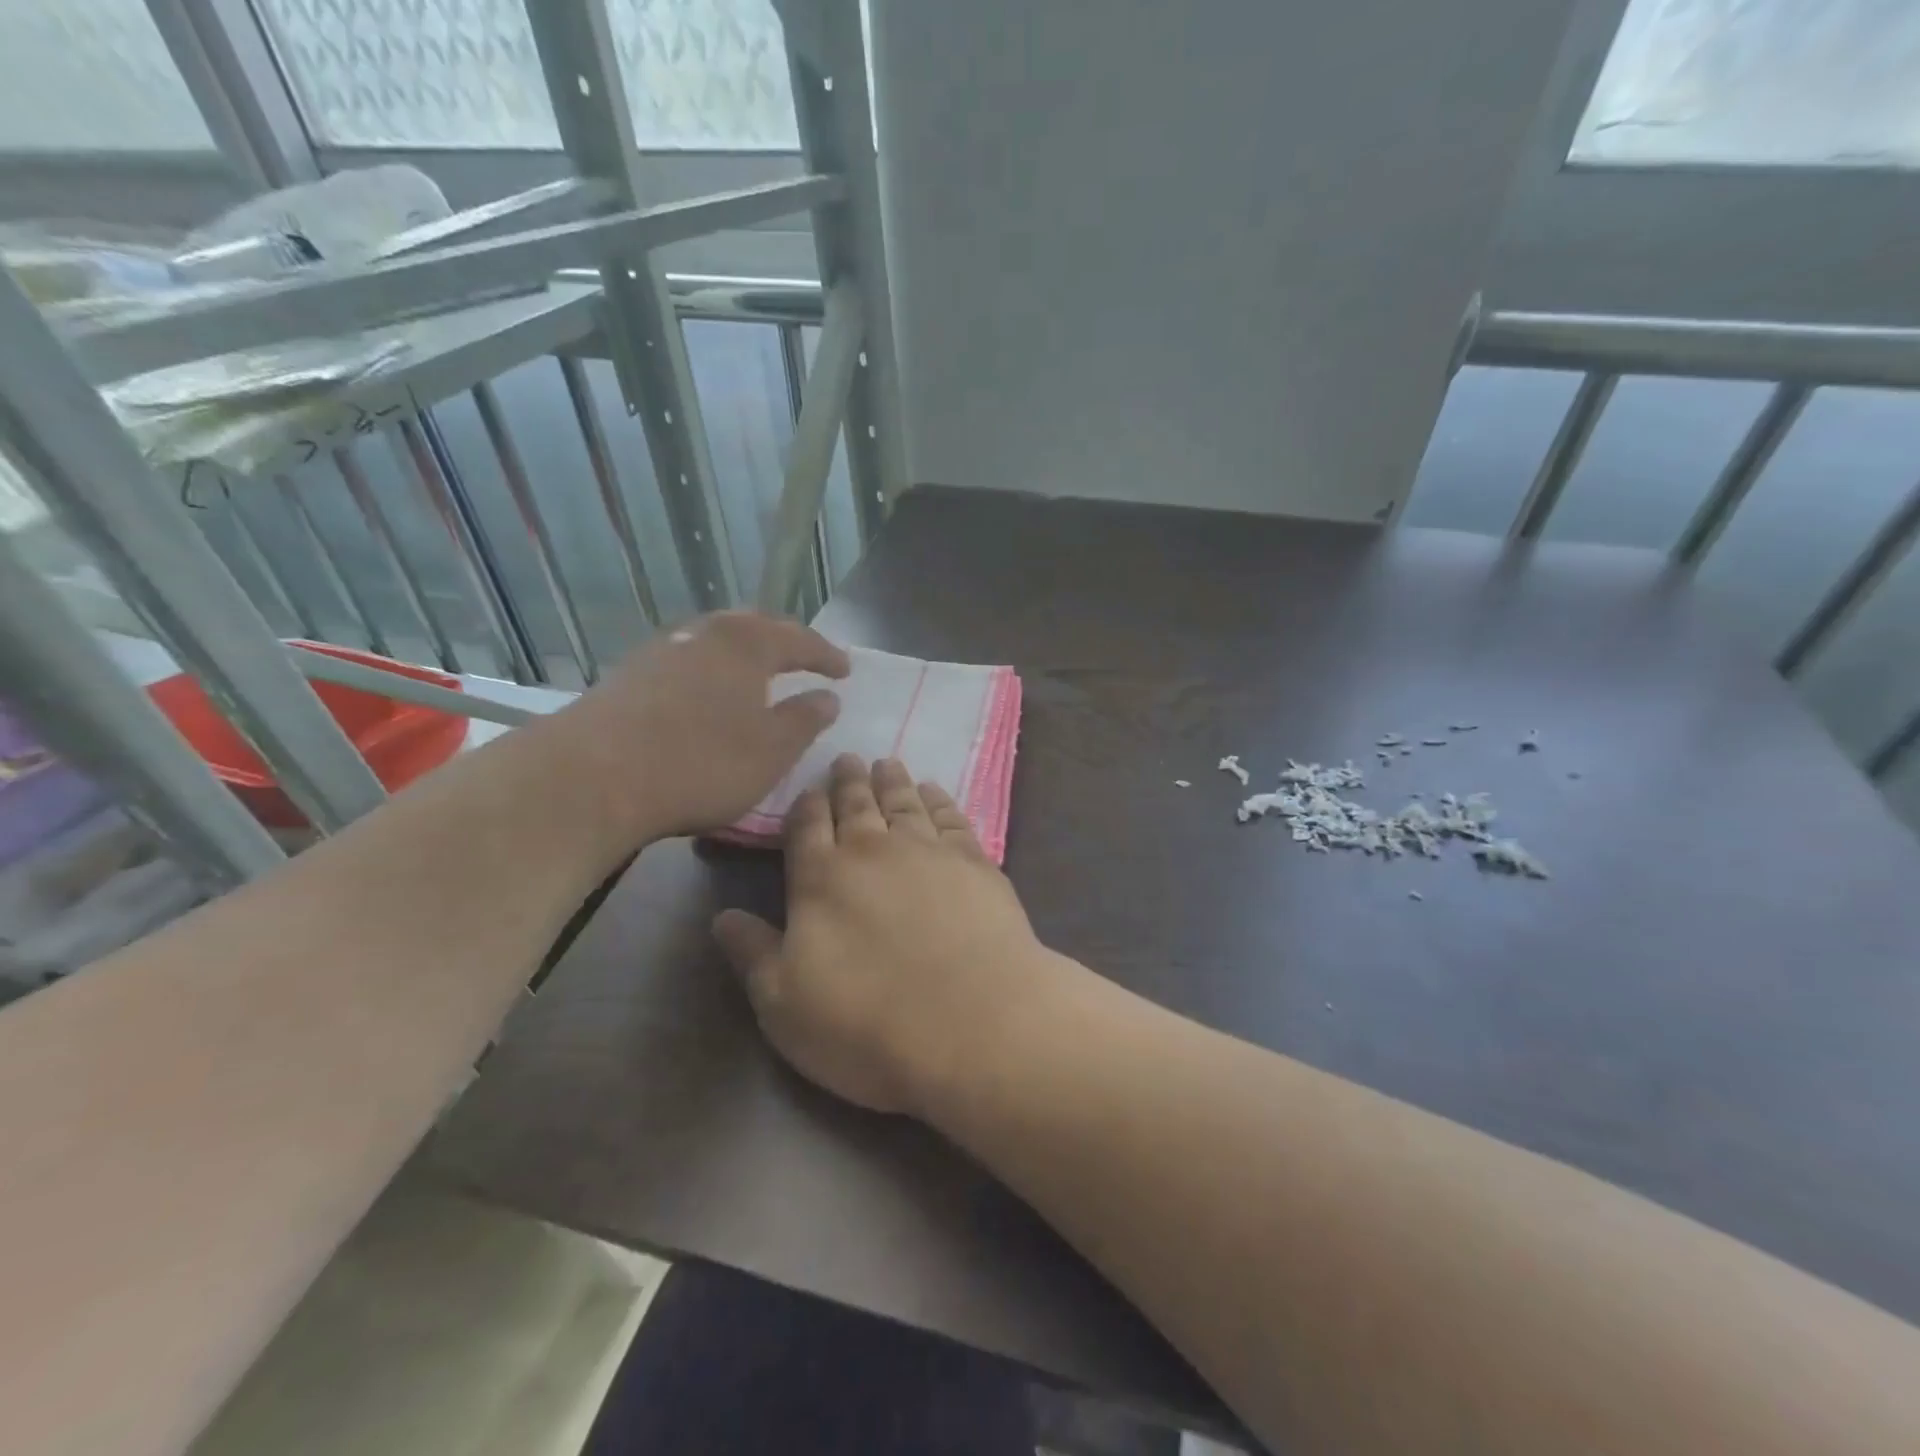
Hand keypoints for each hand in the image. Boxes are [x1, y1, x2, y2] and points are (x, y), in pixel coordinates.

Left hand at [556, 611, 848, 842]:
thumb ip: (805, 719)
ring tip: (757, 675)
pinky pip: (687, 662)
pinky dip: (710, 672)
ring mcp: (661, 650)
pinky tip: (706, 695)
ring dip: (743, 655)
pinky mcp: (629, 675)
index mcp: (747, 644)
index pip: (799, 639)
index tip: (845, 670)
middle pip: (753, 627)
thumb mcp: (772, 750)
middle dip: (783, 642)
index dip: (826, 655)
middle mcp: (704, 634)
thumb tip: (828, 697)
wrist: (593, 776)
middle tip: (803, 659)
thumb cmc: (702, 762)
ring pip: (715, 641)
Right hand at [713, 755, 1053, 1115]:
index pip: (806, 828)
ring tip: (887, 762)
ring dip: (892, 781)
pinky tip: (935, 792)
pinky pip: (951, 817)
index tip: (808, 788)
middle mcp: (873, 851)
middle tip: (847, 758)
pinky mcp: (975, 863)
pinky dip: (940, 800)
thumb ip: (753, 954)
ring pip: (904, 802)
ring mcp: (928, 851)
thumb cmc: (866, 1024)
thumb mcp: (784, 1005)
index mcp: (820, 879)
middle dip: (848, 781)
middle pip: (856, 805)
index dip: (805, 806)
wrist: (972, 1024)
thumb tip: (722, 917)